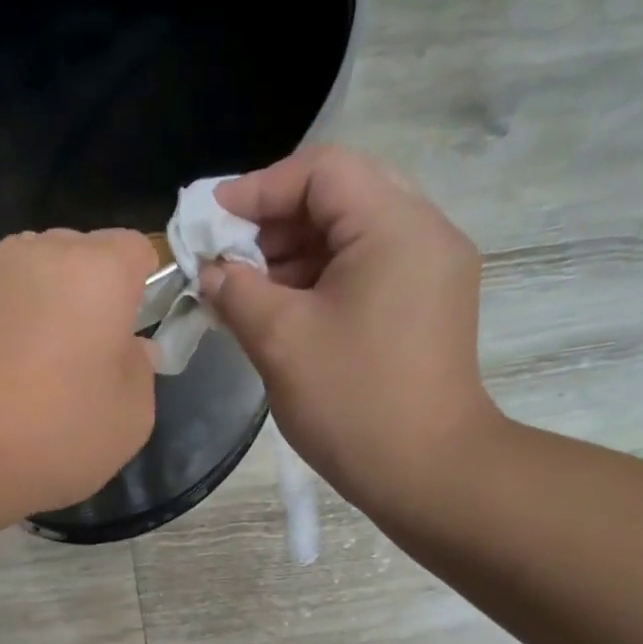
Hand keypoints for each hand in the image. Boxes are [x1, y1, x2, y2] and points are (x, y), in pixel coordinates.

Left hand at [0, 229, 157, 519]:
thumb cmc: (60, 434)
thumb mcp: (133, 416)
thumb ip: (140, 370)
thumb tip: (130, 348)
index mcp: (100, 270)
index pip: (134, 248)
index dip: (141, 287)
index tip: (135, 331)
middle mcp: (41, 254)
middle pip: (79, 253)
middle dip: (91, 291)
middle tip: (90, 354)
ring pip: (27, 262)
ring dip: (39, 294)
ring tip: (37, 351)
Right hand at [204, 146, 500, 521]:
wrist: (427, 472)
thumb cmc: (352, 402)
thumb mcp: (281, 340)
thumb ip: (236, 291)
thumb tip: (210, 271)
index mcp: (396, 226)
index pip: (322, 171)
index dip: (258, 189)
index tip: (211, 223)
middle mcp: (425, 233)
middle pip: (341, 196)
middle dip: (275, 222)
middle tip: (228, 258)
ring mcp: (432, 271)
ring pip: (353, 235)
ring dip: (295, 253)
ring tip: (246, 289)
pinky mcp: (427, 306)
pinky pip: (368, 269)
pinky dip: (321, 280)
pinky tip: (283, 310)